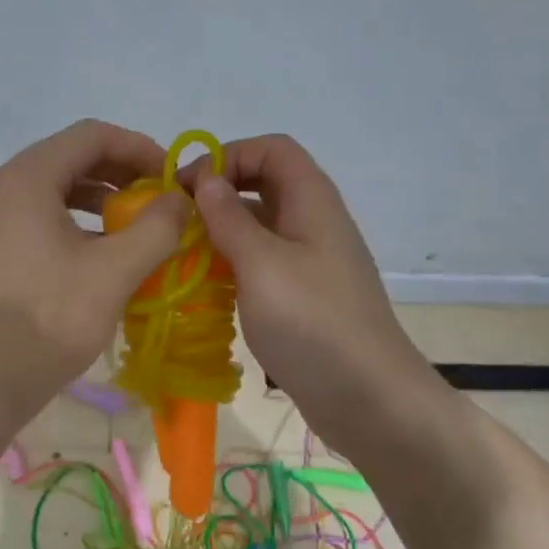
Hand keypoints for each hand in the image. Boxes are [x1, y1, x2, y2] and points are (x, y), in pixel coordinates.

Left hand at [0, 119, 187, 418]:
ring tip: (134, 225)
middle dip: (119, 174)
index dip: (138, 148)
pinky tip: (98, 250)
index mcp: (23, 179)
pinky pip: (32, 214)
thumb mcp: (113, 272)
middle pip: (68, 158)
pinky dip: (70, 221)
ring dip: (97, 198)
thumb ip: (156, 227)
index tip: (171, 177)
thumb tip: (180, 200)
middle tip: (158, 200)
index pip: (89, 136)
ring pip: (50, 188)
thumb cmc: (47, 320)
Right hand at [180, 135, 443, 447]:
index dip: (229, 154)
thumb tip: (207, 179)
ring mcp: (312, 260)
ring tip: (184, 251)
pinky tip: (207, 285)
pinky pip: (264, 261)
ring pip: (262, 224)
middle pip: (265, 183)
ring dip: (223, 229)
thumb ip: (229, 218)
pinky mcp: (305, 294)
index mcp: (312, 201)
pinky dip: (234, 262)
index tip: (188, 186)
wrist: (369, 399)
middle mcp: (314, 221)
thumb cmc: (312, 322)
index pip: (271, 149)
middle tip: (179, 217)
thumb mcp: (261, 264)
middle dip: (221, 191)